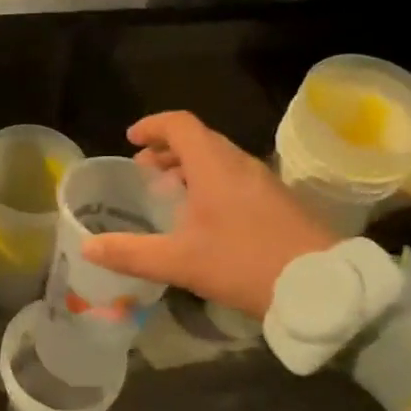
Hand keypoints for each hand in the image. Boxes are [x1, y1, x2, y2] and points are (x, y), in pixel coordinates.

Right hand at [82, 111, 333, 318]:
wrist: (322, 286)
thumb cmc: (245, 263)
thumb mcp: (180, 262)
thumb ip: (131, 253)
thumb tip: (87, 246)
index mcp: (215, 166)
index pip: (180, 125)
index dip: (152, 126)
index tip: (130, 139)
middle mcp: (240, 164)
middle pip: (199, 139)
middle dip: (166, 149)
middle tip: (144, 171)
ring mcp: (264, 181)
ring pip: (219, 159)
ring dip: (189, 167)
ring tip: (169, 192)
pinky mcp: (278, 201)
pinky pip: (235, 177)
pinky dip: (211, 182)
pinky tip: (204, 218)